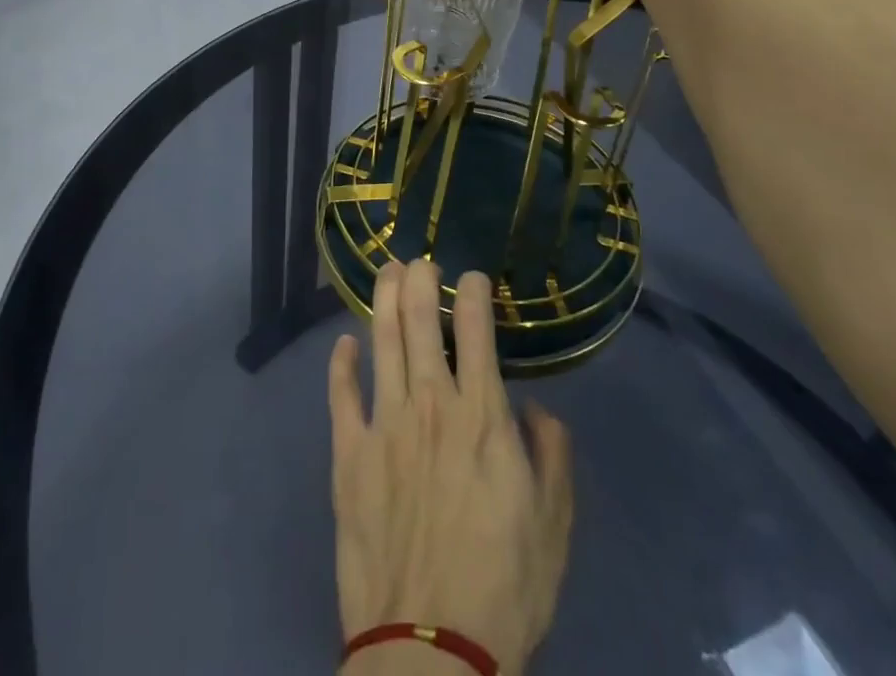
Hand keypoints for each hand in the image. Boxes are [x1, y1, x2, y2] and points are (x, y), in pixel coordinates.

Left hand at [328, 261, 573, 675]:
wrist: (430, 652)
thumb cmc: (503, 588)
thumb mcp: (554, 526)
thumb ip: (552, 456)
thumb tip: (536, 410)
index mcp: (482, 417)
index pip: (477, 330)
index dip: (474, 292)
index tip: (472, 276)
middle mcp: (431, 405)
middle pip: (421, 320)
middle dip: (420, 279)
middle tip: (420, 259)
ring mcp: (384, 425)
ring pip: (382, 341)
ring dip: (384, 299)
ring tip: (387, 270)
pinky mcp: (348, 455)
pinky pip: (341, 394)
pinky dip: (341, 363)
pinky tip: (344, 343)